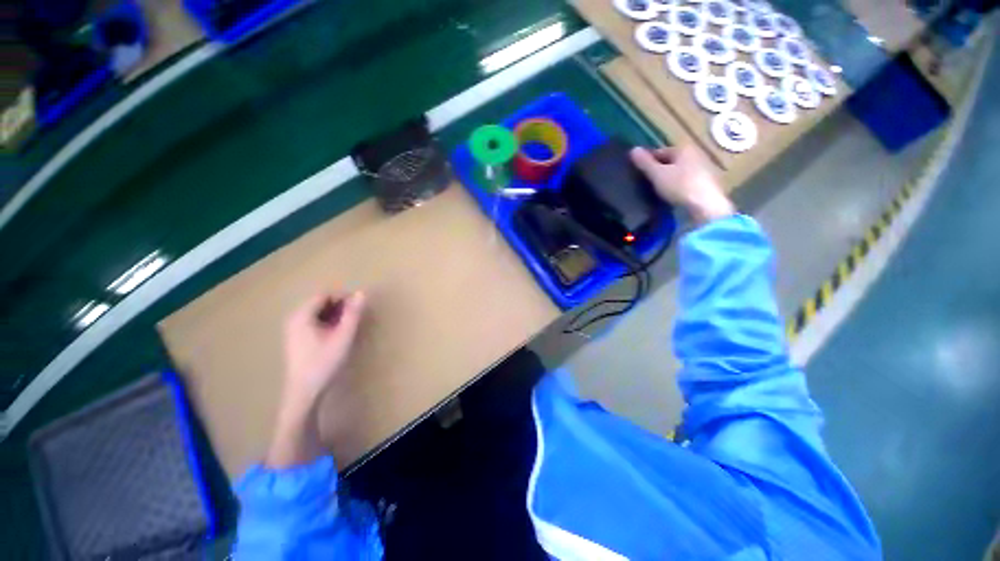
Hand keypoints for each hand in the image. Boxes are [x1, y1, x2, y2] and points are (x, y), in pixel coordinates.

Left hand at [282, 291, 365, 408]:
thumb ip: (353, 314)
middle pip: (320, 302)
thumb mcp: (344, 336)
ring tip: (347, 328)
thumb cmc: (325, 362)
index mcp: (302, 315)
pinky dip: (327, 323)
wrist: (305, 392)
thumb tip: (361, 293)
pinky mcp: (296, 339)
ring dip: (334, 315)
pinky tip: (335, 336)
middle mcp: (294, 319)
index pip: (324, 294)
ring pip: (317, 313)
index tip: (357, 309)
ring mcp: (293, 329)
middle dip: (339, 307)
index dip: (343, 298)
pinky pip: (313, 322)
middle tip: (354, 320)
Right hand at [630, 145, 734, 225]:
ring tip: (657, 191)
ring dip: (669, 179)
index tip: (638, 173)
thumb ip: (644, 163)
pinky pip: (687, 181)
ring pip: (680, 171)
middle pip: (671, 161)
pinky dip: (678, 186)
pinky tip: (672, 196)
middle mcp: (696, 154)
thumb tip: (633, 149)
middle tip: (646, 183)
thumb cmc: (680, 186)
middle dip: (659, 170)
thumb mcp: (657, 174)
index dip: (647, 161)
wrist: (706, 206)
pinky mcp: (708, 183)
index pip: (660, 152)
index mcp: (684, 148)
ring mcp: (704, 169)